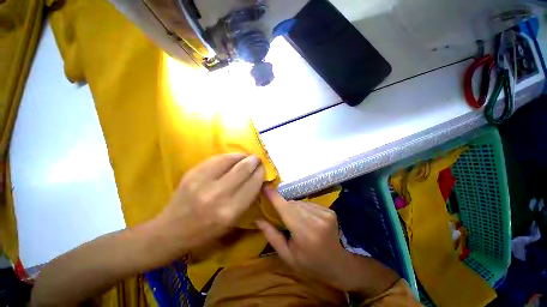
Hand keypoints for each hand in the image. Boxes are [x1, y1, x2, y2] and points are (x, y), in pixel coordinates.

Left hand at [155, 153, 264, 255]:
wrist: (172, 231)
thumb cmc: (207, 231)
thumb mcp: (232, 222)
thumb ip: (247, 199)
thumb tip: (256, 178)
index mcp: (230, 211)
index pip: (252, 185)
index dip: (260, 173)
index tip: (263, 169)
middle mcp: (217, 195)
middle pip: (243, 169)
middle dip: (253, 161)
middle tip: (257, 159)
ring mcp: (202, 182)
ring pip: (230, 160)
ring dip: (242, 156)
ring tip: (247, 156)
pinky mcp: (192, 173)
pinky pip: (216, 158)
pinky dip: (228, 156)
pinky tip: (233, 157)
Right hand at [256, 186, 350, 289]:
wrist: (339, 265)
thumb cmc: (310, 264)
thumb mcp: (287, 256)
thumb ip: (272, 236)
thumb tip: (258, 219)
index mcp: (304, 234)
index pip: (286, 210)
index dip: (275, 197)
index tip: (265, 187)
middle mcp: (316, 221)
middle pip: (293, 204)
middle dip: (285, 207)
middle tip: (284, 219)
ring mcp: (325, 214)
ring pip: (301, 203)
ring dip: (294, 208)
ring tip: (297, 222)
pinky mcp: (330, 211)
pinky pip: (309, 204)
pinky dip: (304, 209)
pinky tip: (307, 220)